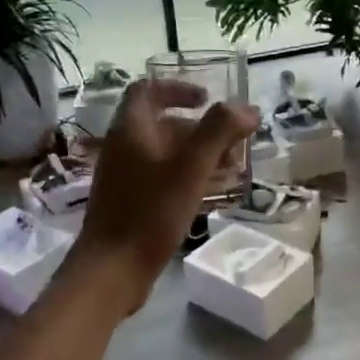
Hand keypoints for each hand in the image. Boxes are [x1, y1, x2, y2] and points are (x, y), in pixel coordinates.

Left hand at [70, 79, 259, 312]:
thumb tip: (247, 109)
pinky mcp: (131, 202)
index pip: (148, 90)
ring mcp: (125, 177)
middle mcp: (123, 148)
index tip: (208, 99)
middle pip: (162, 124)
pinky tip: (213, 192)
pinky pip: (163, 177)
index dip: (178, 88)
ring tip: (232, 167)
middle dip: (201, 129)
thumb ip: (219, 132)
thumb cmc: (150, 213)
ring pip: (165, 153)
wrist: (112, 270)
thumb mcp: (190, 169)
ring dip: (198, 154)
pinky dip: (189, 176)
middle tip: (233, 142)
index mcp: (130, 130)